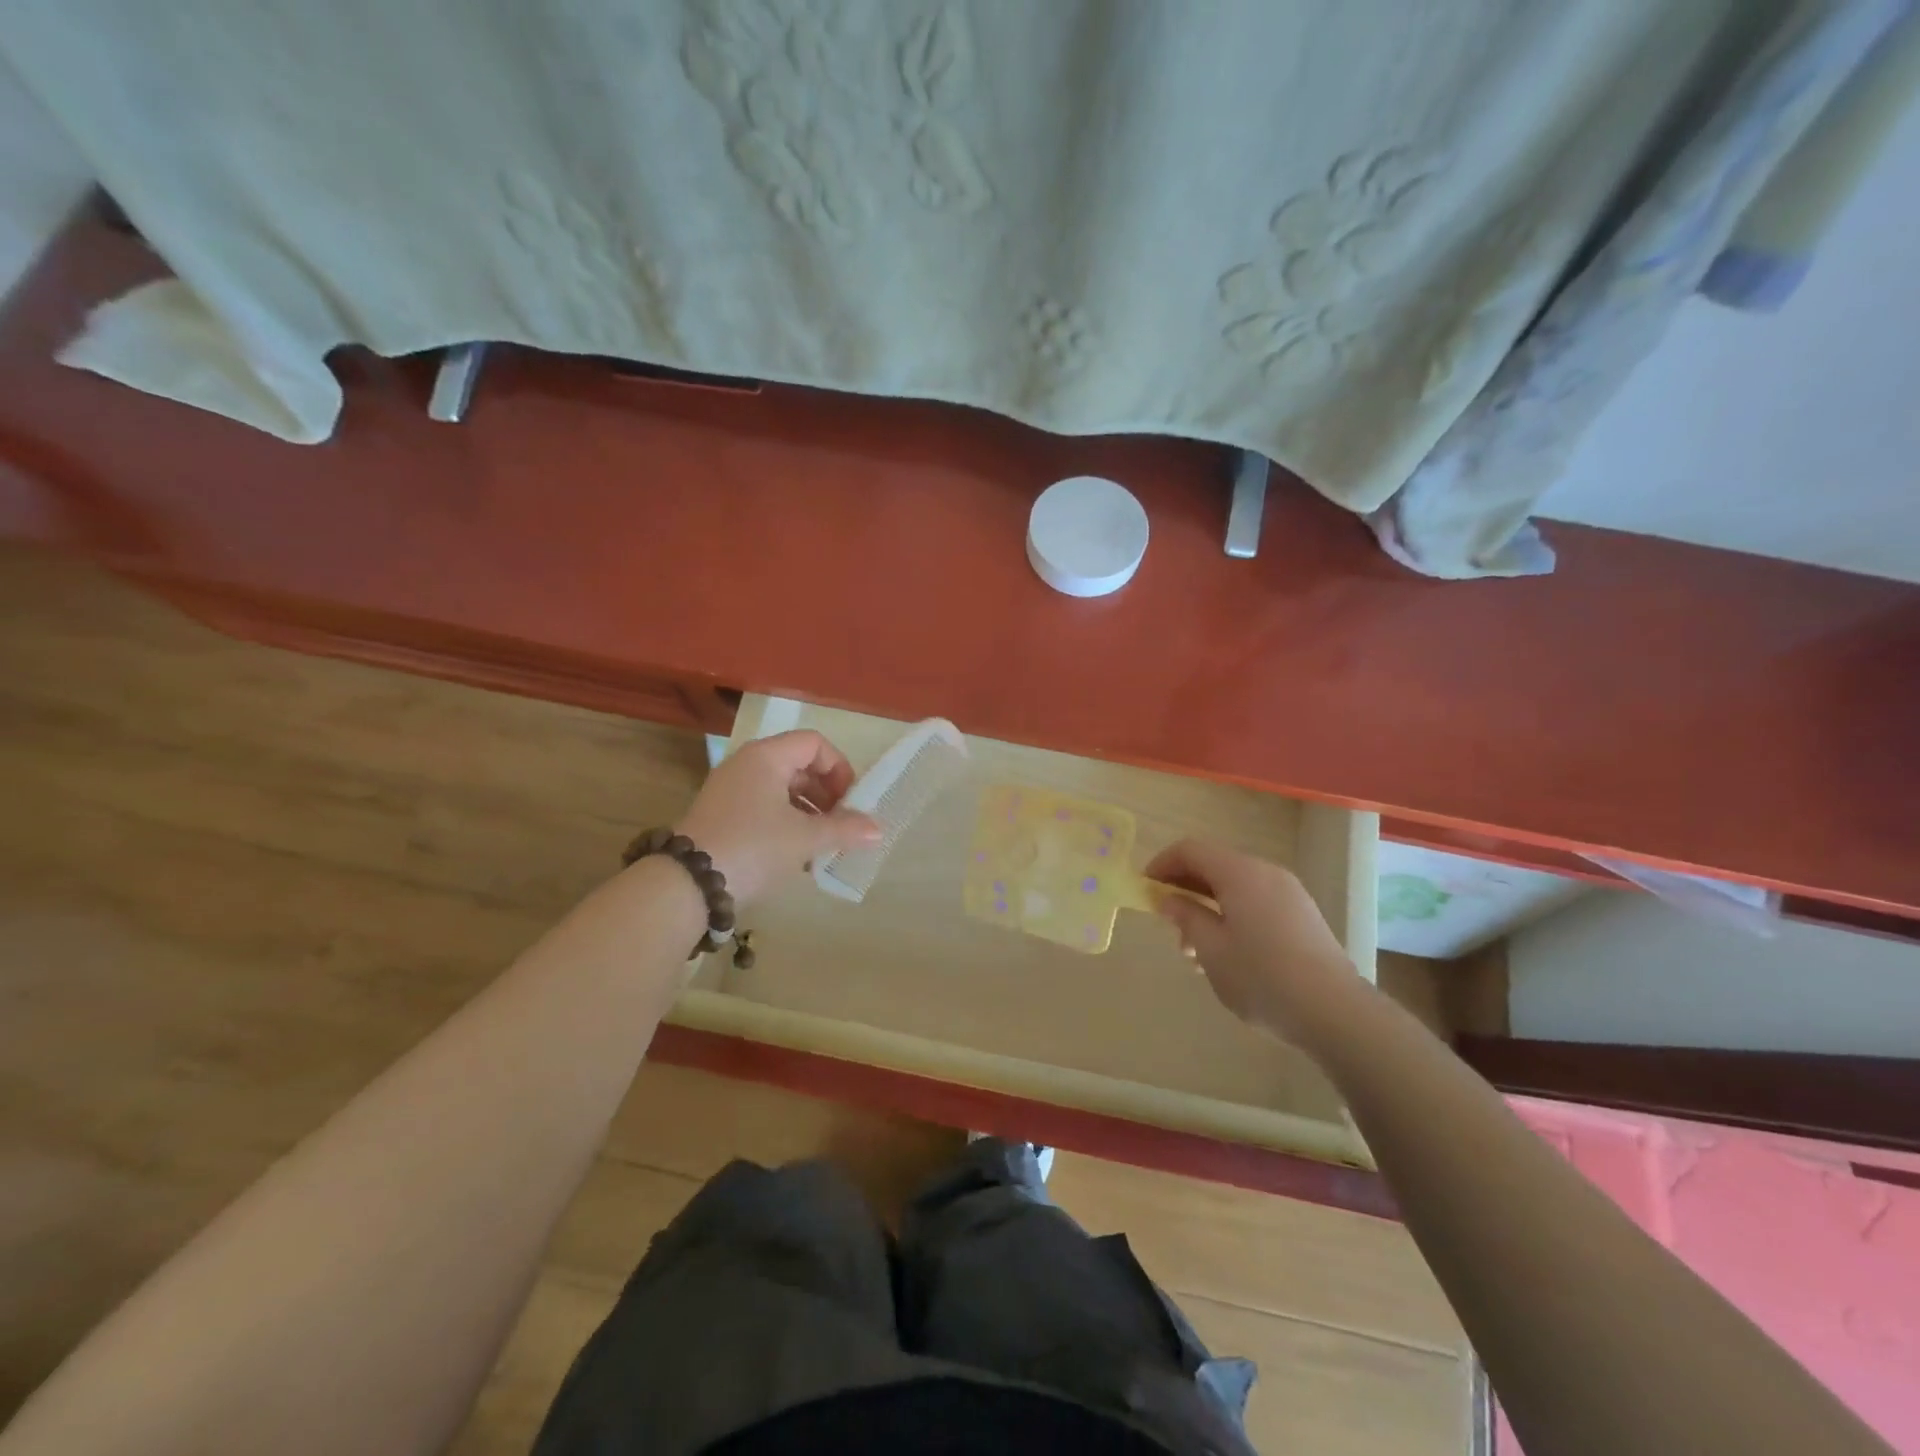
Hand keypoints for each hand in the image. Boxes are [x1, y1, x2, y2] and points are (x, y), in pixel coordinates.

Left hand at [674, 731, 880, 906]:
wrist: (687, 884)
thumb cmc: (753, 847)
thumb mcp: (804, 839)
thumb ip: (845, 830)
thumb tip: (879, 829)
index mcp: (766, 757)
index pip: (814, 743)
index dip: (839, 768)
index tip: (850, 801)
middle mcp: (746, 764)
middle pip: (798, 765)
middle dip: (826, 793)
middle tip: (841, 823)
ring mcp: (730, 789)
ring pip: (781, 788)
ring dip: (808, 811)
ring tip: (822, 843)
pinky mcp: (721, 814)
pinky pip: (763, 806)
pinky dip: (785, 822)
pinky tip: (795, 854)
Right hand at [1145, 838, 1356, 1038]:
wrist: (1336, 1013)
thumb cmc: (1262, 977)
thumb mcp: (1211, 949)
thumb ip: (1186, 916)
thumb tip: (1167, 898)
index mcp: (1240, 873)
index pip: (1190, 849)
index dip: (1162, 864)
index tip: (1144, 890)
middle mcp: (1265, 872)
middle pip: (1214, 865)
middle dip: (1184, 889)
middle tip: (1168, 924)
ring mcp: (1288, 893)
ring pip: (1234, 887)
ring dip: (1207, 907)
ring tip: (1194, 951)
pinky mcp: (1302, 915)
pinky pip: (1255, 901)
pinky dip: (1231, 915)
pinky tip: (1226, 955)